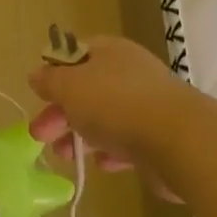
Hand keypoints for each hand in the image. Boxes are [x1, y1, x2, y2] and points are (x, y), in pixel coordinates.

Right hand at [27, 36, 191, 198]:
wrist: (179, 141)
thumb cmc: (115, 104)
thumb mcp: (69, 86)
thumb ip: (50, 80)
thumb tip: (37, 74)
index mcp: (110, 51)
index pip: (76, 53)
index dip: (54, 72)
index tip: (38, 96)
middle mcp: (130, 72)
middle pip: (87, 89)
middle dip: (61, 112)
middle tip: (40, 135)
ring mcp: (148, 104)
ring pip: (105, 118)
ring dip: (81, 136)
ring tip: (65, 157)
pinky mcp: (160, 136)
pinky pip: (127, 141)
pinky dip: (110, 151)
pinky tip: (102, 164)